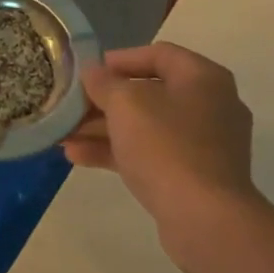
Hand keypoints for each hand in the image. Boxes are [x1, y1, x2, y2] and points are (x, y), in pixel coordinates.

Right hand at [62, 43, 259, 263]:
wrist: (205, 218)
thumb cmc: (166, 147)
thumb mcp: (126, 105)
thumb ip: (104, 83)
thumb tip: (93, 73)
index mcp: (203, 78)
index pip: (158, 54)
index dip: (120, 59)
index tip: (87, 71)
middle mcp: (210, 105)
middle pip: (150, 93)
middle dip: (105, 101)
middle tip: (70, 107)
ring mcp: (204, 144)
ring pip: (146, 128)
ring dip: (104, 129)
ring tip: (63, 135)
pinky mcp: (194, 177)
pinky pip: (151, 155)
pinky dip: (118, 152)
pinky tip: (77, 157)